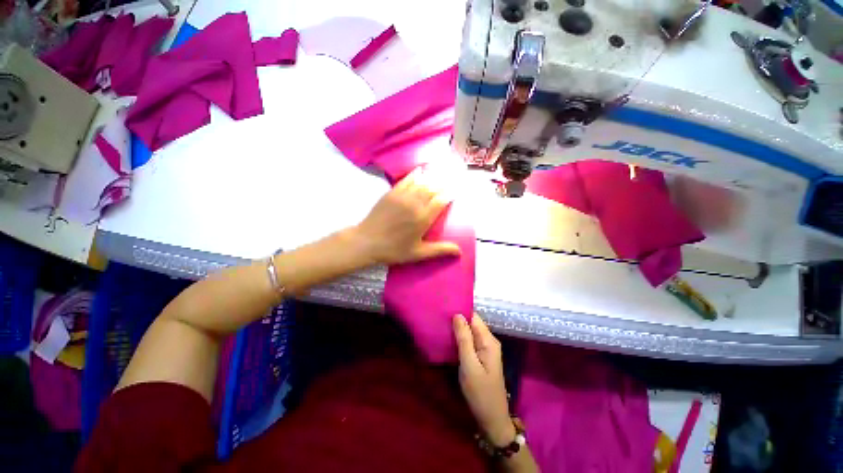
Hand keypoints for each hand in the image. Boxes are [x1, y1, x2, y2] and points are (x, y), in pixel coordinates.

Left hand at [351, 169, 460, 265]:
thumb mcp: (418, 253)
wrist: (367, 242)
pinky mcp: (392, 193)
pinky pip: (406, 179)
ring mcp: (403, 196)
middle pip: (433, 188)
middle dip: (444, 182)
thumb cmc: (394, 250)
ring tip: (442, 170)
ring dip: (433, 176)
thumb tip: (460, 251)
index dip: (450, 193)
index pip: (441, 201)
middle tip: (453, 175)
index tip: (457, 189)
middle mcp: (415, 203)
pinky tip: (421, 170)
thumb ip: (439, 250)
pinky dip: (415, 174)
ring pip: (422, 182)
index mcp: (423, 218)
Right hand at [453, 314, 514, 445]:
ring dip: (458, 329)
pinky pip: (470, 341)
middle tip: (439, 317)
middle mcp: (489, 341)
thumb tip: (457, 315)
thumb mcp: (469, 365)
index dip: (460, 311)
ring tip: (441, 324)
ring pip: (470, 332)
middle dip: (458, 319)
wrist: (492, 418)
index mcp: (489, 340)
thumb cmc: (480, 392)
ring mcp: (486, 349)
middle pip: (472, 323)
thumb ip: (464, 339)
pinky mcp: (482, 357)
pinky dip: (460, 338)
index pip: (474, 317)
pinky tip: (449, 338)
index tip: (445, 308)